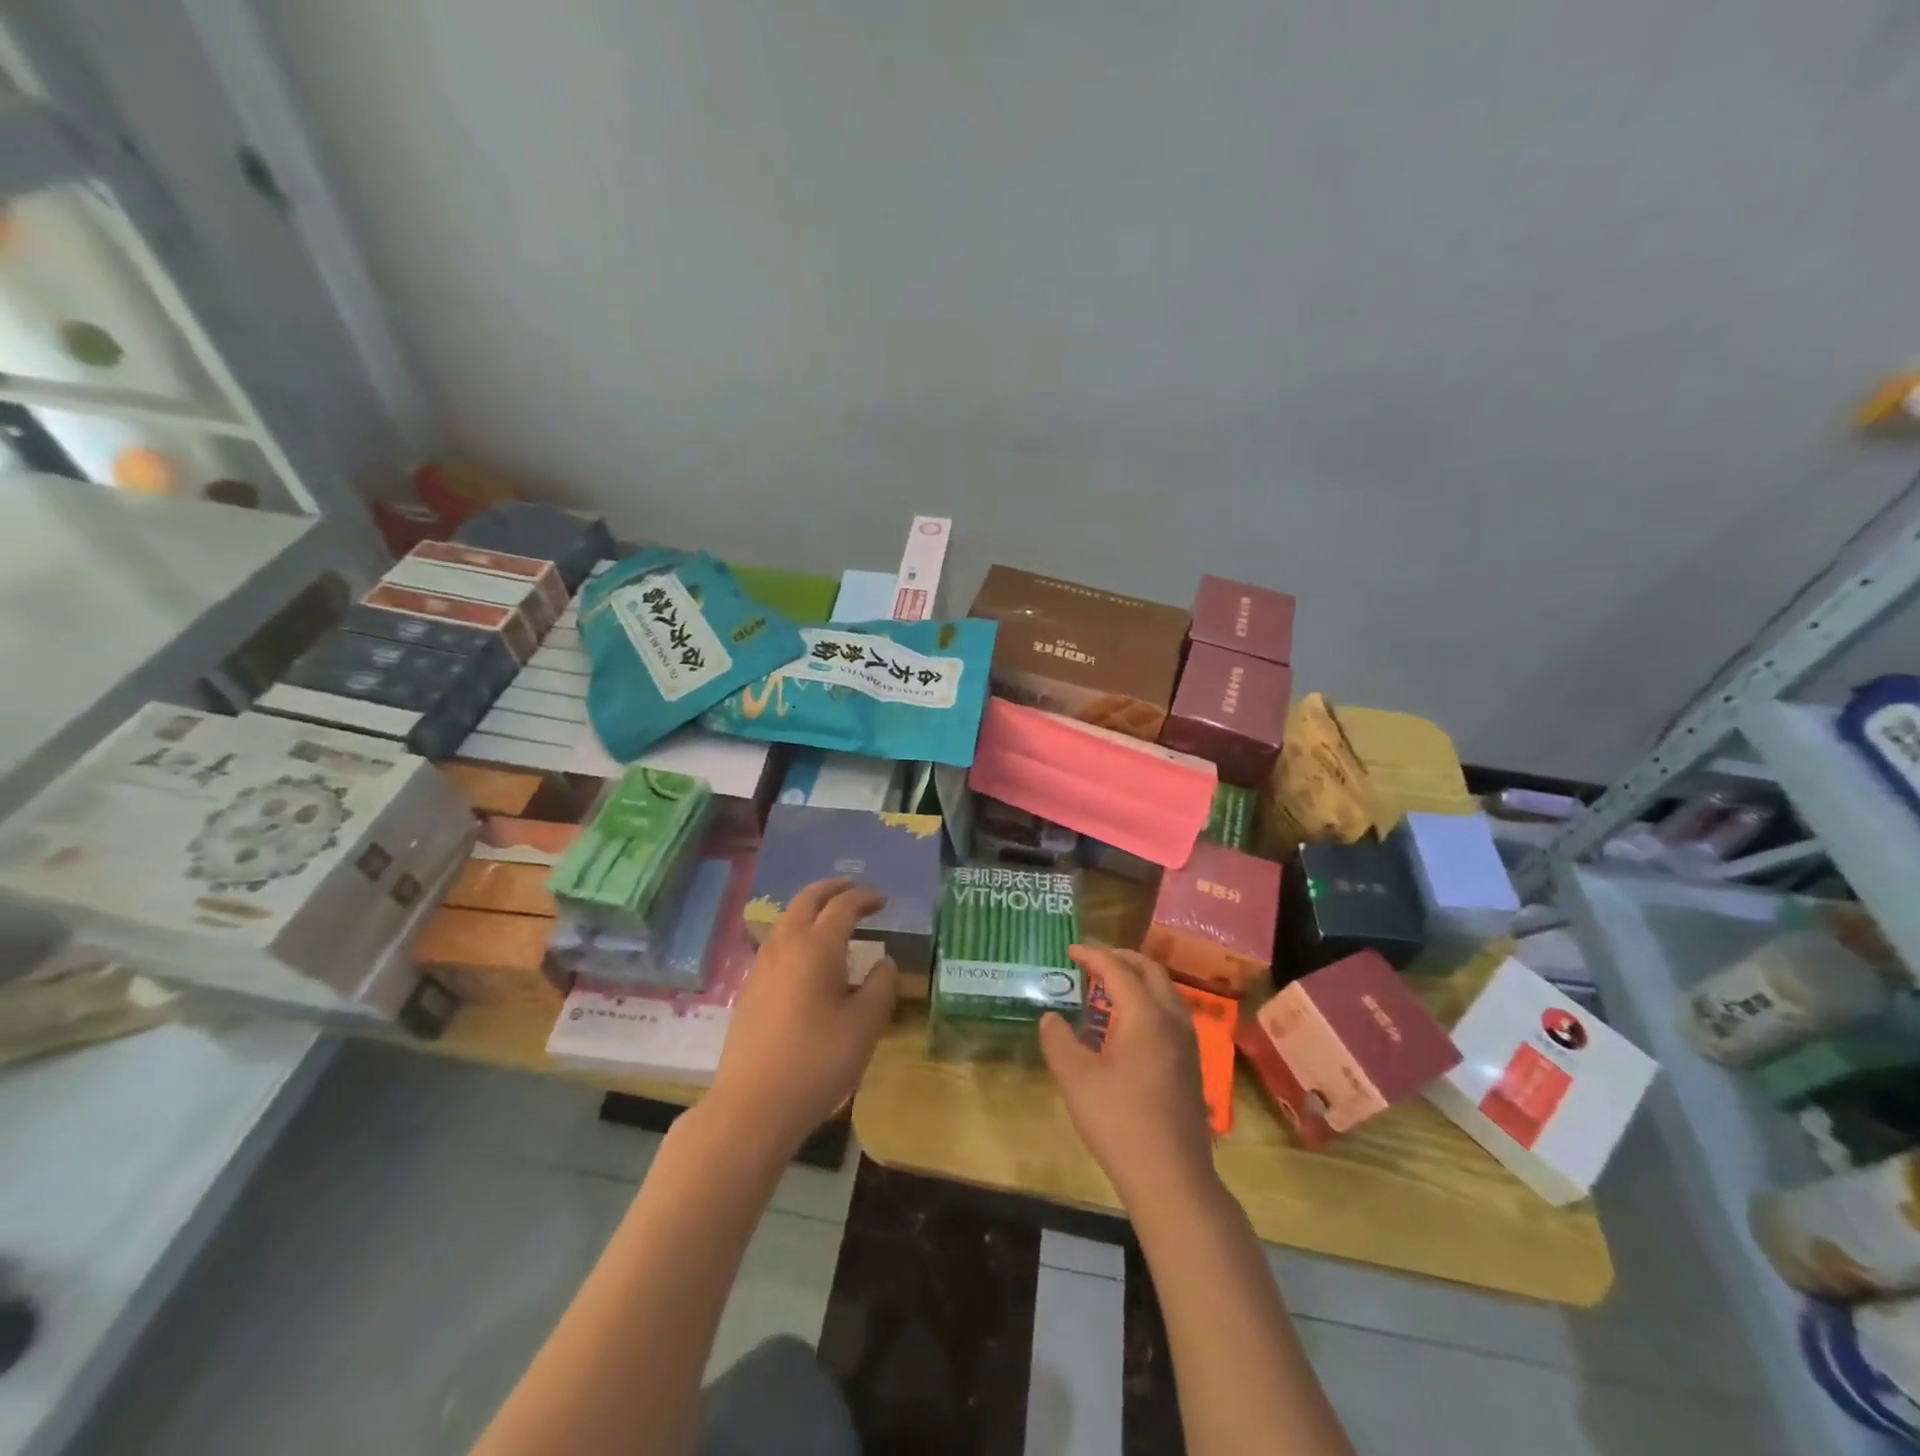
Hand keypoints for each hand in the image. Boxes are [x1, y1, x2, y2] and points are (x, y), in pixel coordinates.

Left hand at [708, 878, 898, 1155]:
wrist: (752, 1106)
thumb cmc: (817, 1061)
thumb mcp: (865, 1025)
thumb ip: (880, 987)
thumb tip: (884, 963)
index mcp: (816, 947)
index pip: (842, 906)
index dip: (864, 897)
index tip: (882, 900)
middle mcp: (785, 946)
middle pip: (806, 900)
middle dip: (831, 888)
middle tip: (852, 889)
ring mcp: (761, 967)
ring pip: (786, 919)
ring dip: (810, 908)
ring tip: (830, 918)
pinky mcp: (749, 990)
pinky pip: (776, 943)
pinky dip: (796, 932)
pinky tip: (806, 957)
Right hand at [1040, 946, 1215, 1209]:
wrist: (1172, 1178)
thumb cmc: (1120, 1122)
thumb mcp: (1076, 1079)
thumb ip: (1059, 1041)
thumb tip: (1052, 1017)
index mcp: (1146, 1015)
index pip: (1118, 969)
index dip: (1092, 956)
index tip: (1070, 950)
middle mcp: (1172, 1019)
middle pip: (1150, 971)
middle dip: (1120, 958)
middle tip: (1092, 961)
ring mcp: (1187, 1042)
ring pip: (1165, 991)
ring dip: (1137, 979)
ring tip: (1108, 987)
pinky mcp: (1191, 1064)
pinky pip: (1170, 1012)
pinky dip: (1148, 1000)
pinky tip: (1128, 1024)